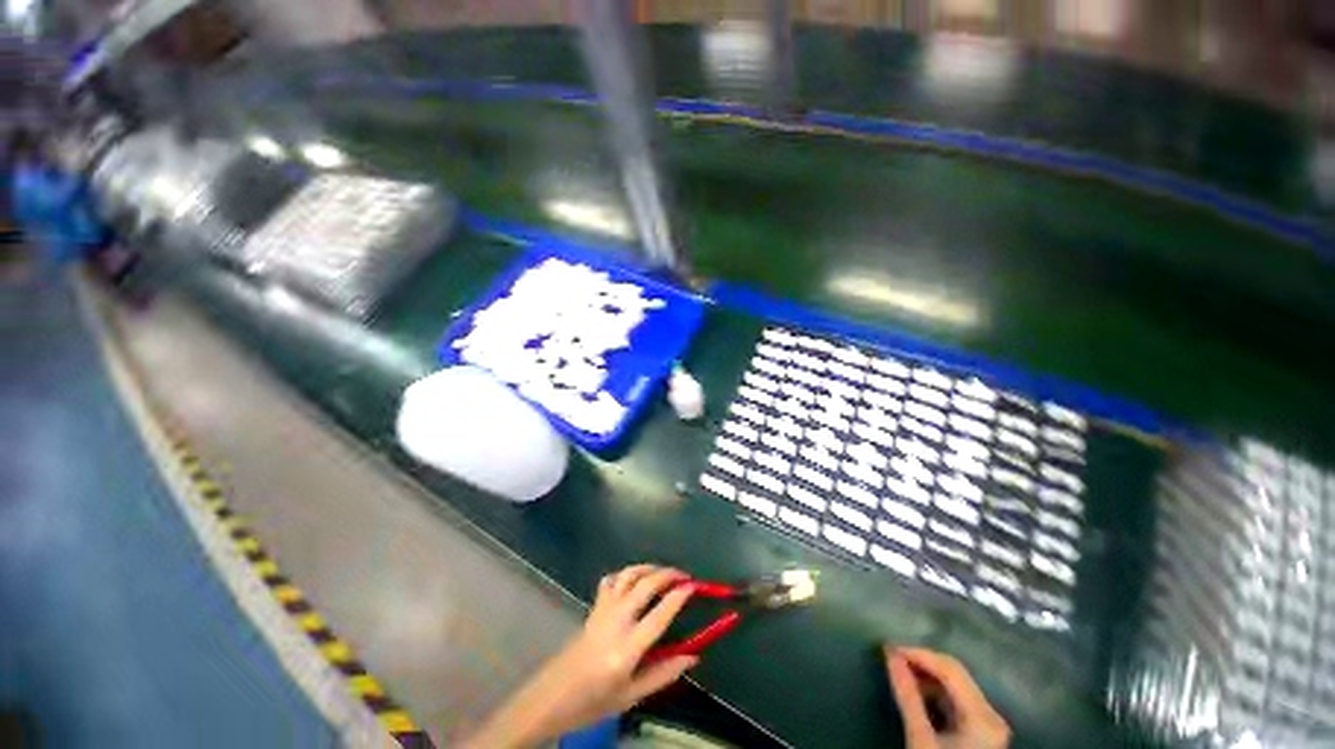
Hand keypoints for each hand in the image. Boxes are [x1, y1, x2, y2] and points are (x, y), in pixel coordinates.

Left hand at [464, 565, 697, 747]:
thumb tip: (693, 656)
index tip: (695, 585)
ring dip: (649, 568)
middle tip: (684, 576)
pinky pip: (611, 580)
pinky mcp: (594, 607)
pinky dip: (626, 574)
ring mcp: (603, 610)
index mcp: (628, 648)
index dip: (680, 595)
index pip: (661, 613)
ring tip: (663, 572)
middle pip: (646, 584)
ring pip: (628, 575)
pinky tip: (634, 579)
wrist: (552, 697)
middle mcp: (616, 620)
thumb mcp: (631, 697)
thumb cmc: (593, 702)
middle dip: (668, 574)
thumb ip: (663, 674)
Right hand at [884, 646, 1009, 748]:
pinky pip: (958, 699)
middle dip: (922, 662)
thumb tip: (890, 655)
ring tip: (900, 672)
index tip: (888, 648)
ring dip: (927, 675)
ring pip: (956, 684)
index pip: (950, 669)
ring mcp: (990, 723)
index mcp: (983, 717)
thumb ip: (907, 696)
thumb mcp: (920, 739)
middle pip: (956, 674)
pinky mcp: (983, 730)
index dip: (918, 654)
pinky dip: (935, 690)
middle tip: (891, 656)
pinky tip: (917, 691)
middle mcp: (992, 715)